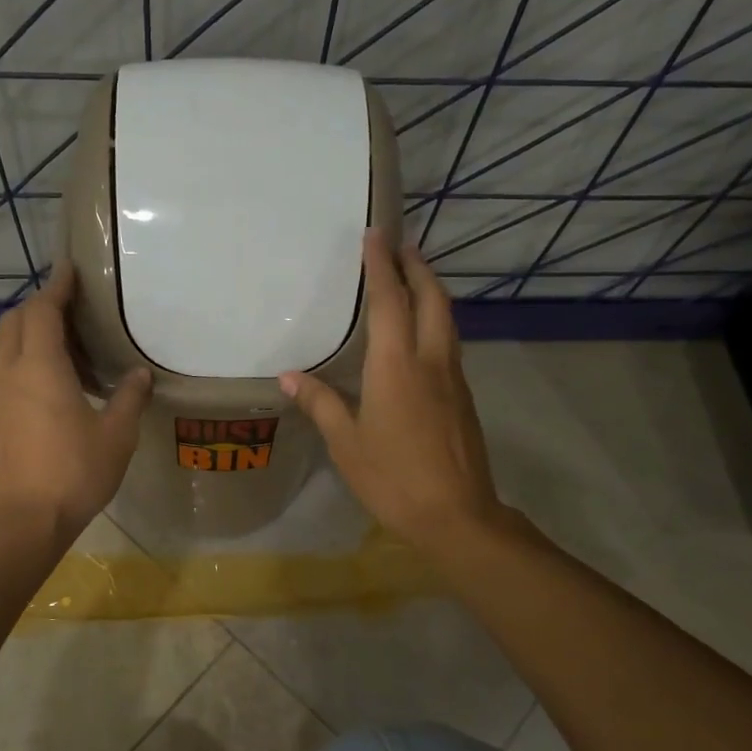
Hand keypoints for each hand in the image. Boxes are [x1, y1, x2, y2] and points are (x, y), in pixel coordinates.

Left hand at [0, 264, 151, 540]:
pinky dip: (23, 362)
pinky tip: (51, 386)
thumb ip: (129, 399)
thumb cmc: (73, 474)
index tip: (70, 268)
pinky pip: (3, 372)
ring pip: (5, 346)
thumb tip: (139, 375)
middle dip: (40, 306)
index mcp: (40, 367)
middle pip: (15, 321)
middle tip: (72, 310)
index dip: (57, 286)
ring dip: (31, 336)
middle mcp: (8, 372)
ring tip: (67, 350)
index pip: (43, 310)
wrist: (19, 524)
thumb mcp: (116, 436)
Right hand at [281, 230, 505, 548]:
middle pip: (432, 298)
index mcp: (396, 365)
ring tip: (412, 277)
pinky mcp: (463, 396)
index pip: (390, 301)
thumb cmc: (393, 478)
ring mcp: (453, 377)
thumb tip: (288, 377)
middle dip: (417, 266)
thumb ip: (321, 403)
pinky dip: (436, 319)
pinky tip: (421, 332)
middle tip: (400, 245)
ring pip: (447, 318)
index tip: (375, 235)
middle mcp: (430, 360)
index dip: (382, 265)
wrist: (456, 514)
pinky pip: (449, 342)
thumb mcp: (346, 443)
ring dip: (431, 290)